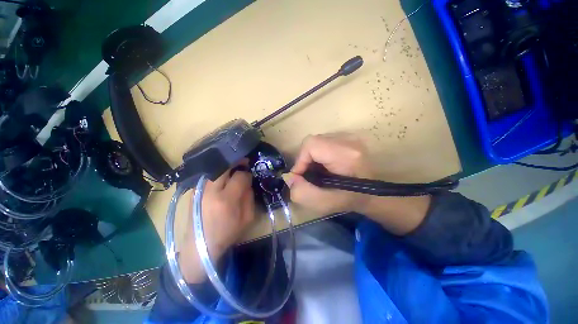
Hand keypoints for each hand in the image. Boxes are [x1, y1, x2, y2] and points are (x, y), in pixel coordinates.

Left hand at [180, 166, 254, 282]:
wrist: (200, 246)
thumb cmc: (227, 234)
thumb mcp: (247, 218)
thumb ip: (249, 197)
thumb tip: (247, 181)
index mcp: (226, 200)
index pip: (240, 176)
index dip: (247, 173)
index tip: (249, 175)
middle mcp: (210, 191)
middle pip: (224, 166)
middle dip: (236, 162)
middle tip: (243, 162)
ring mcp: (199, 190)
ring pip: (215, 168)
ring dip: (226, 166)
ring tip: (234, 168)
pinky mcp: (194, 191)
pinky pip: (208, 175)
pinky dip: (217, 172)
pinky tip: (223, 176)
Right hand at [284, 133, 372, 214]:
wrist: (373, 194)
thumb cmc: (351, 200)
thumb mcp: (324, 203)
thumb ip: (302, 192)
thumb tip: (288, 177)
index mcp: (346, 155)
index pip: (311, 145)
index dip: (300, 160)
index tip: (300, 176)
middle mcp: (349, 140)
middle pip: (313, 141)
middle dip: (305, 159)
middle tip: (307, 175)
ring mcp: (350, 137)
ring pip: (317, 141)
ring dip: (311, 156)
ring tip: (315, 171)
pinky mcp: (348, 138)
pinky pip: (324, 142)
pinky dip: (318, 154)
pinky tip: (323, 165)